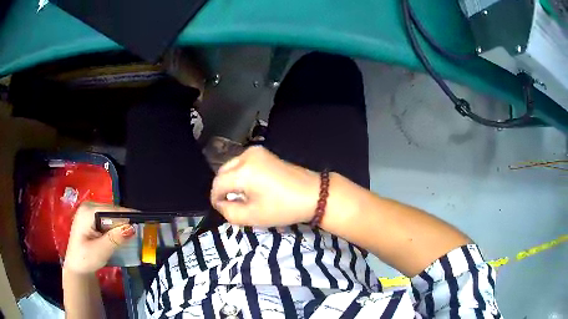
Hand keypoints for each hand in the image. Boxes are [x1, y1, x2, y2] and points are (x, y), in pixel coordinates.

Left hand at [63, 202, 135, 273]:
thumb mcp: (101, 250)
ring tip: (133, 235)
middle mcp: (88, 207)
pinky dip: (115, 228)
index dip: (127, 216)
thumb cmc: (86, 259)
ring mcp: (89, 212)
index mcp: (87, 211)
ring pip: (111, 215)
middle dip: (125, 221)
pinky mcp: (91, 219)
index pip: (111, 210)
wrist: (77, 268)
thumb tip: (131, 228)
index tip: (143, 222)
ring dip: (121, 225)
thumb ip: (115, 239)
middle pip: (112, 211)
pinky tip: (120, 236)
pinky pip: (107, 220)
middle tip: (140, 231)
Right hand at [211, 146, 319, 226]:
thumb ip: (229, 212)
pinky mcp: (264, 152)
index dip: (216, 199)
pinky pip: (243, 162)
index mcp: (243, 172)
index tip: (222, 209)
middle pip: (222, 172)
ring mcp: (256, 151)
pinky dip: (241, 174)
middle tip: (232, 204)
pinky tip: (251, 186)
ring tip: (242, 196)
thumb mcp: (253, 217)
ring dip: (231, 181)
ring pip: (231, 166)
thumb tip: (221, 203)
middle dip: (223, 188)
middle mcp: (246, 156)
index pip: (217, 184)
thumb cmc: (283, 208)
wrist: (313, 194)